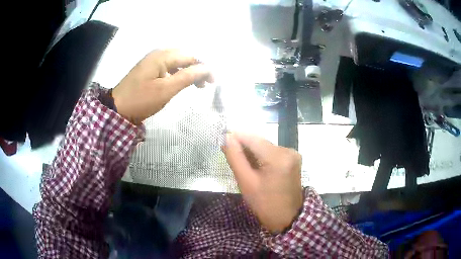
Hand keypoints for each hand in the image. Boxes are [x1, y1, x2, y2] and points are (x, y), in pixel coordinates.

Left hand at [112, 49, 213, 124]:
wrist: (117, 109)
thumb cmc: (141, 100)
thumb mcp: (166, 90)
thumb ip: (188, 77)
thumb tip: (207, 68)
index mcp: (162, 56)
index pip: (190, 57)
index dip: (204, 67)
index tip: (213, 81)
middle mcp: (157, 54)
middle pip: (183, 57)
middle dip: (197, 68)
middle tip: (205, 84)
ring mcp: (151, 61)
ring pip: (176, 62)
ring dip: (188, 71)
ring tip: (197, 85)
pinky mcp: (148, 70)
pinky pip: (167, 67)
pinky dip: (177, 74)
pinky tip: (180, 82)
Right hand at [223, 132, 302, 232]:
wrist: (287, 218)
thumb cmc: (265, 204)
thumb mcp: (246, 182)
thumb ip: (235, 158)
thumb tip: (226, 137)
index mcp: (278, 157)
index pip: (252, 138)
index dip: (235, 137)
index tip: (222, 143)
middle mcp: (288, 150)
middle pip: (259, 142)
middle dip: (244, 148)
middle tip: (230, 158)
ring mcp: (292, 154)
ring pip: (265, 147)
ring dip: (252, 153)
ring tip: (243, 167)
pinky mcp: (293, 159)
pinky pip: (272, 153)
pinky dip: (262, 158)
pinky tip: (256, 168)